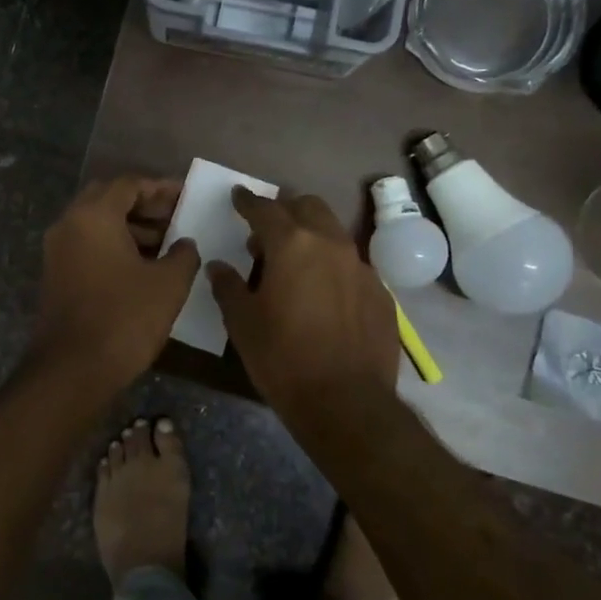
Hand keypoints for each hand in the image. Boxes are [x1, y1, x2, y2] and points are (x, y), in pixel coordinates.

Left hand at [30, 176, 199, 389]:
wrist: (73, 369)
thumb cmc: (125, 318)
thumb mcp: (168, 284)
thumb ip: (183, 254)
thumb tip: (185, 243)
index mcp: (93, 215)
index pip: (129, 184)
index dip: (161, 188)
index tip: (187, 197)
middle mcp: (68, 224)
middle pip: (109, 199)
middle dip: (145, 206)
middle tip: (176, 218)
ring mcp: (57, 251)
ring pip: (97, 224)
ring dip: (131, 228)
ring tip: (167, 245)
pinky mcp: (56, 275)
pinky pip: (88, 246)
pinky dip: (114, 246)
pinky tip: (143, 267)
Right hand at [208, 188, 397, 423]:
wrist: (346, 403)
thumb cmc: (282, 358)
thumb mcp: (242, 323)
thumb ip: (228, 287)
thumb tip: (219, 266)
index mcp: (292, 245)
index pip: (265, 209)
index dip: (247, 201)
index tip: (238, 196)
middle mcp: (331, 244)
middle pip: (308, 207)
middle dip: (286, 210)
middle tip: (266, 231)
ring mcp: (362, 267)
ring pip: (334, 233)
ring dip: (311, 236)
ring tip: (294, 261)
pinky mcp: (381, 293)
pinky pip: (352, 266)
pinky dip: (333, 267)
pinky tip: (323, 294)